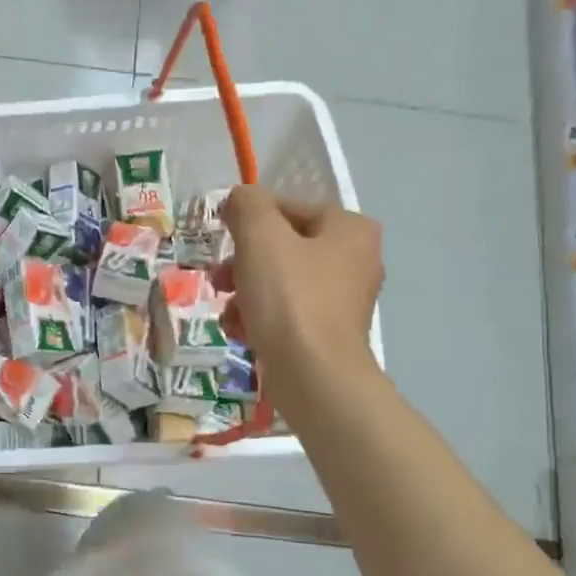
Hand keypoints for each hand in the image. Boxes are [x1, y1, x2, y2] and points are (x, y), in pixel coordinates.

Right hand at [216, 186, 382, 411]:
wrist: (314, 376)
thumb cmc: (290, 298)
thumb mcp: (261, 236)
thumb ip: (248, 204)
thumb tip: (240, 198)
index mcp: (350, 228)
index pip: (287, 207)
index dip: (248, 218)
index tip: (221, 237)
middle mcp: (356, 259)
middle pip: (282, 246)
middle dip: (243, 261)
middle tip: (219, 278)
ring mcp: (344, 300)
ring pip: (280, 281)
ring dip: (246, 292)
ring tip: (228, 311)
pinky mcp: (330, 334)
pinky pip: (287, 313)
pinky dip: (261, 318)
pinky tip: (242, 331)